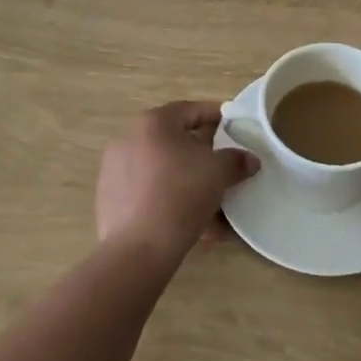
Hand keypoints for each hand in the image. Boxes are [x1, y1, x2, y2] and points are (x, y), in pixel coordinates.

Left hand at [96, 101, 257, 265]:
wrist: (136, 250)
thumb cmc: (180, 195)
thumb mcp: (218, 173)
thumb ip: (236, 160)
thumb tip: (249, 160)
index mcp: (153, 122)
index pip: (191, 110)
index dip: (217, 116)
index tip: (235, 127)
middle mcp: (129, 139)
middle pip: (176, 141)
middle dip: (204, 156)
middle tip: (226, 167)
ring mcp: (115, 171)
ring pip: (164, 171)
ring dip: (190, 183)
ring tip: (215, 205)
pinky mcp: (111, 201)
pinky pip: (150, 193)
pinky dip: (172, 201)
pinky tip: (195, 225)